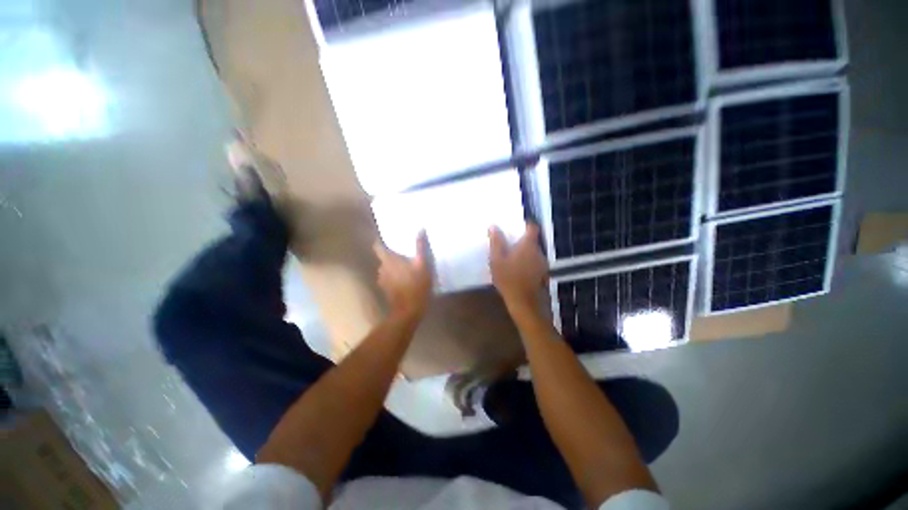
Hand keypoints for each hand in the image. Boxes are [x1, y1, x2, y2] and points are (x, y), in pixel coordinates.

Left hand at [373, 231, 432, 320]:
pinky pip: (388, 277)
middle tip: (404, 252)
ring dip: (393, 266)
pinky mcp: (386, 289)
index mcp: (389, 260)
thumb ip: (421, 247)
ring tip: (406, 265)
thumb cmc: (416, 286)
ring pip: (386, 268)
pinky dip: (394, 275)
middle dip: (392, 254)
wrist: (409, 311)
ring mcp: (382, 280)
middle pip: (383, 257)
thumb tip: (420, 229)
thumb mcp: (423, 265)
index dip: (381, 241)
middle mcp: (382, 268)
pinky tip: (405, 278)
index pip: (377, 246)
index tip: (389, 238)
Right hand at [489, 223, 547, 313]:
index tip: (515, 226)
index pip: (532, 227)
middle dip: (521, 239)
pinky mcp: (542, 272)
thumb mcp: (497, 259)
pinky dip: (526, 260)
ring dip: (523, 250)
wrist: (523, 301)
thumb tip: (493, 226)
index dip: (525, 224)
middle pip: (532, 239)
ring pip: (533, 251)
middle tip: (508, 241)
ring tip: (510, 255)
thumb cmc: (508, 278)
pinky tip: (517, 267)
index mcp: (528, 245)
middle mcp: (538, 251)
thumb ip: (496, 242)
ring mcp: (542, 262)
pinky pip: (534, 260)